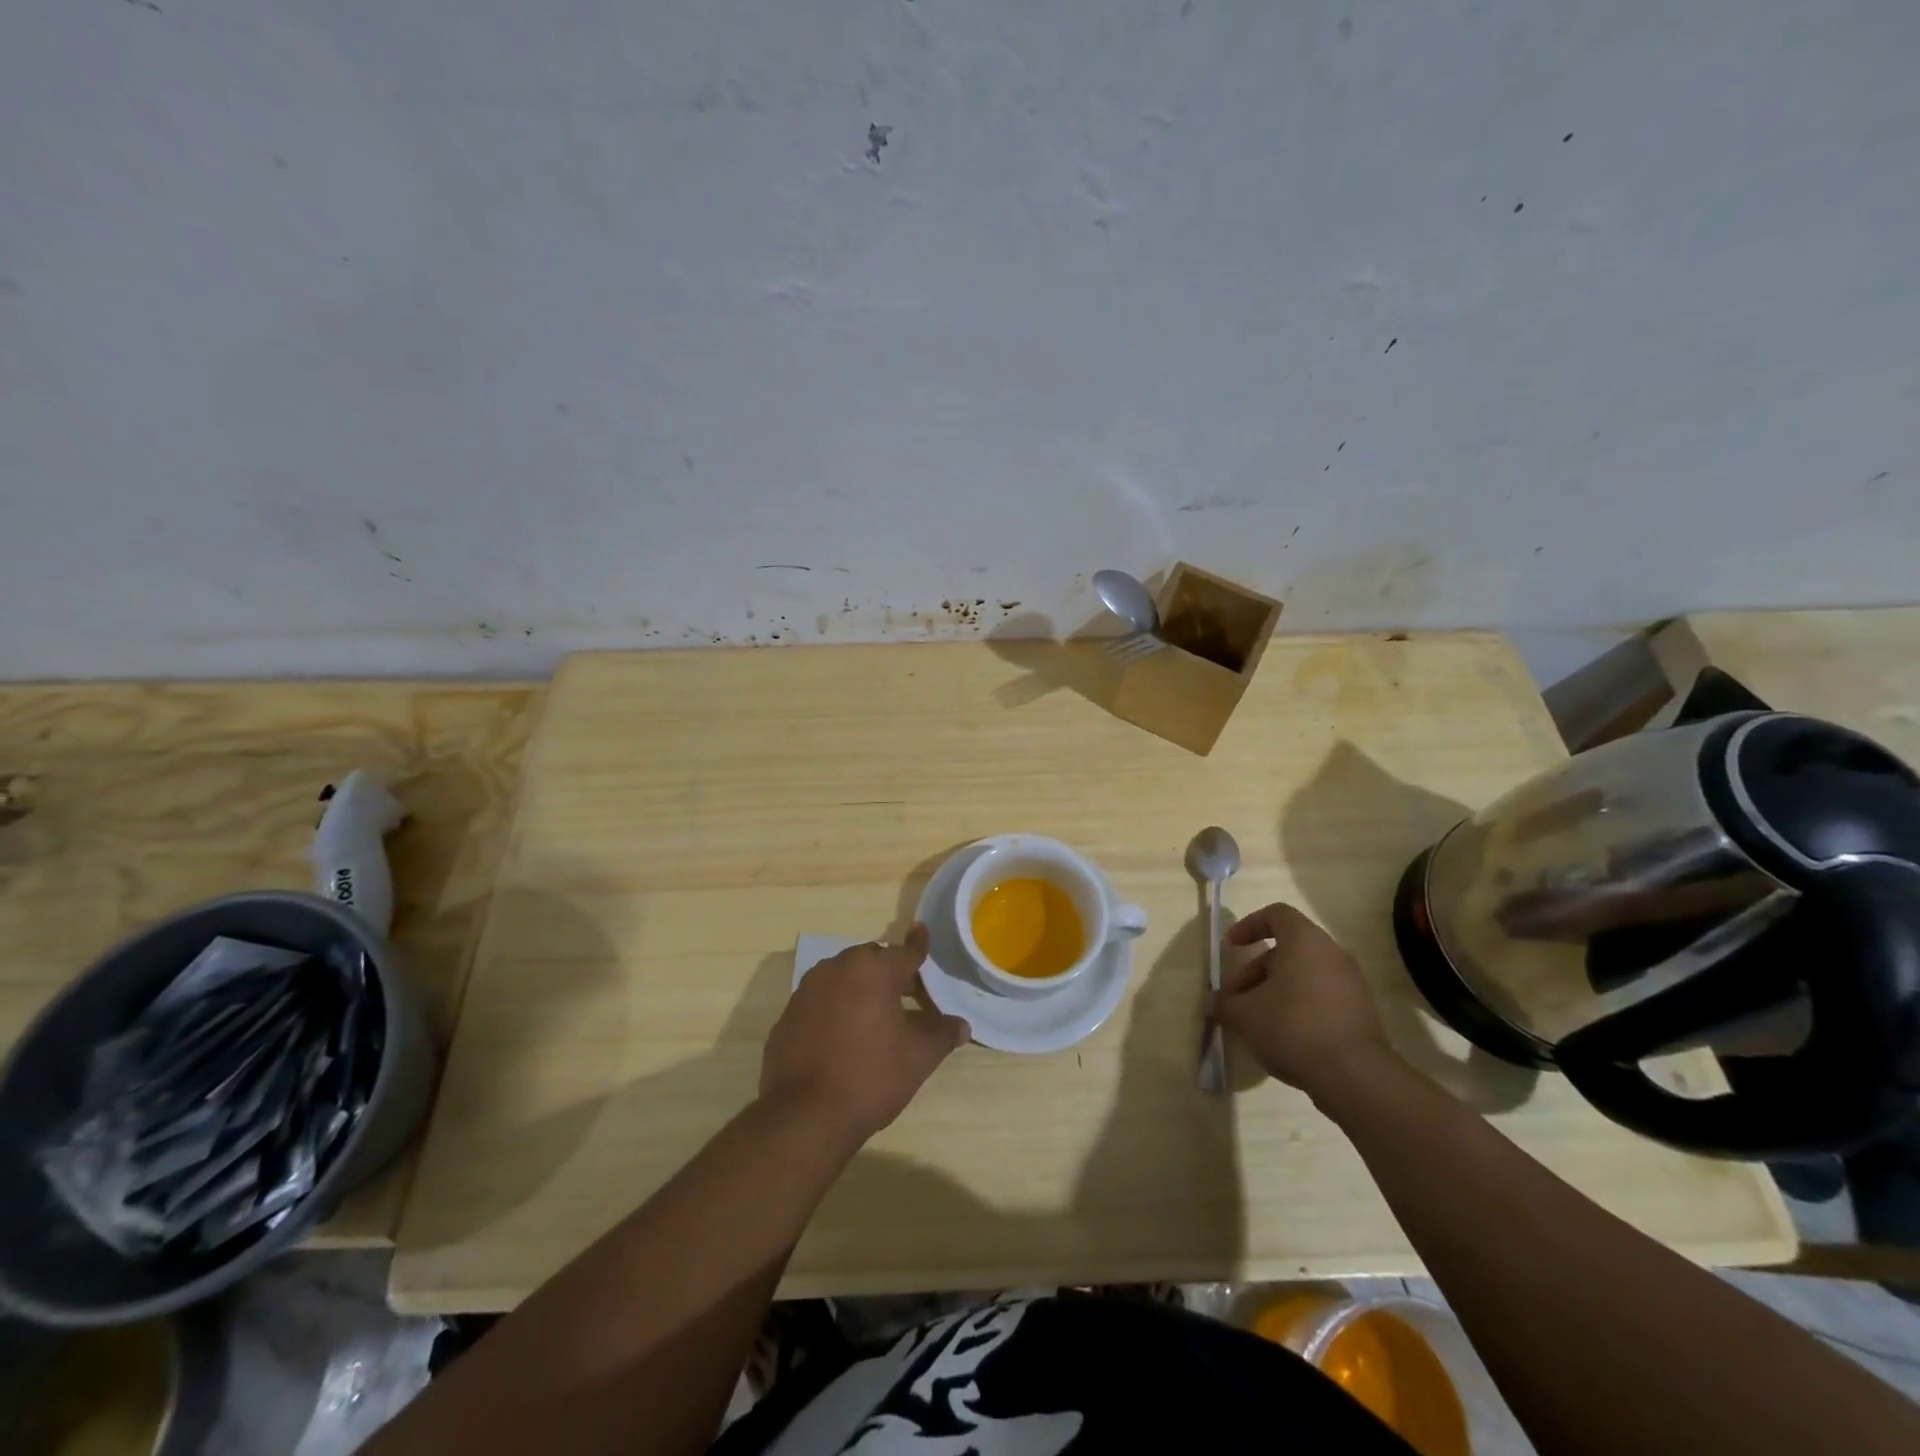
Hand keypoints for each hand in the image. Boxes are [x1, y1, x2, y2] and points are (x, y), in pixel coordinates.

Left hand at [760, 925, 969, 1140]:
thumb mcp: (918, 1057)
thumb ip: (942, 1034)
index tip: (922, 932)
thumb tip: (961, 1026)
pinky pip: (820, 1002)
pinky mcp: (787, 1016)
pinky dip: (835, 1010)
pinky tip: (843, 1038)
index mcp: (872, 969)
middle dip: (890, 973)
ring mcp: (806, 991)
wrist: (804, 1116)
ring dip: (860, 990)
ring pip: (842, 979)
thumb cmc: (870, 1076)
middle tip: (908, 995)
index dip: (919, 946)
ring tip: (876, 1017)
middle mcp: (836, 968)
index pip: (905, 952)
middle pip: (871, 962)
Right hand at [1213, 902, 1395, 1099]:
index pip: (1276, 914)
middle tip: (1238, 997)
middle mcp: (1332, 953)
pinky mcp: (1361, 1011)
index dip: (1249, 925)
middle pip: (1288, 949)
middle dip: (1256, 970)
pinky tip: (1285, 1035)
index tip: (1231, 947)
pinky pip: (1322, 996)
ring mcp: (1351, 982)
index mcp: (1305, 941)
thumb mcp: (1245, 1015)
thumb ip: (1225, 1003)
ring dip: (1276, 989)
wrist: (1355, 1076)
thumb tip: (1215, 1001)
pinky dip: (1299, 1005)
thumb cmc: (1293, 1028)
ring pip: (1304, 974)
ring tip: (1257, 1020)